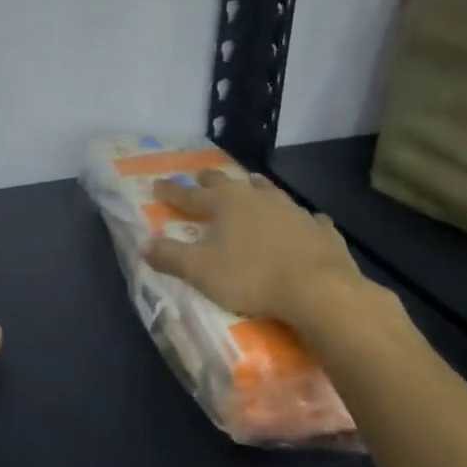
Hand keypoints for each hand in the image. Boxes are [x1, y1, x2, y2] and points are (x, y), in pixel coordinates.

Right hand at [145, 170, 373, 323]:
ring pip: (270, 192)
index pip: (190, 195)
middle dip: (212, 180)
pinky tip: (307, 219)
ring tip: (253, 182)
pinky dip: (301, 218)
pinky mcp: (321, 231)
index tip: (157, 185)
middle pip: (229, 183)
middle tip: (202, 175)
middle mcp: (258, 198)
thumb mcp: (201, 271)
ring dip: (258, 187)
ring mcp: (293, 211)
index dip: (172, 192)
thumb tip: (145, 246)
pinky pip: (309, 218)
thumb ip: (171, 257)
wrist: (319, 290)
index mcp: (226, 203)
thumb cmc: (252, 277)